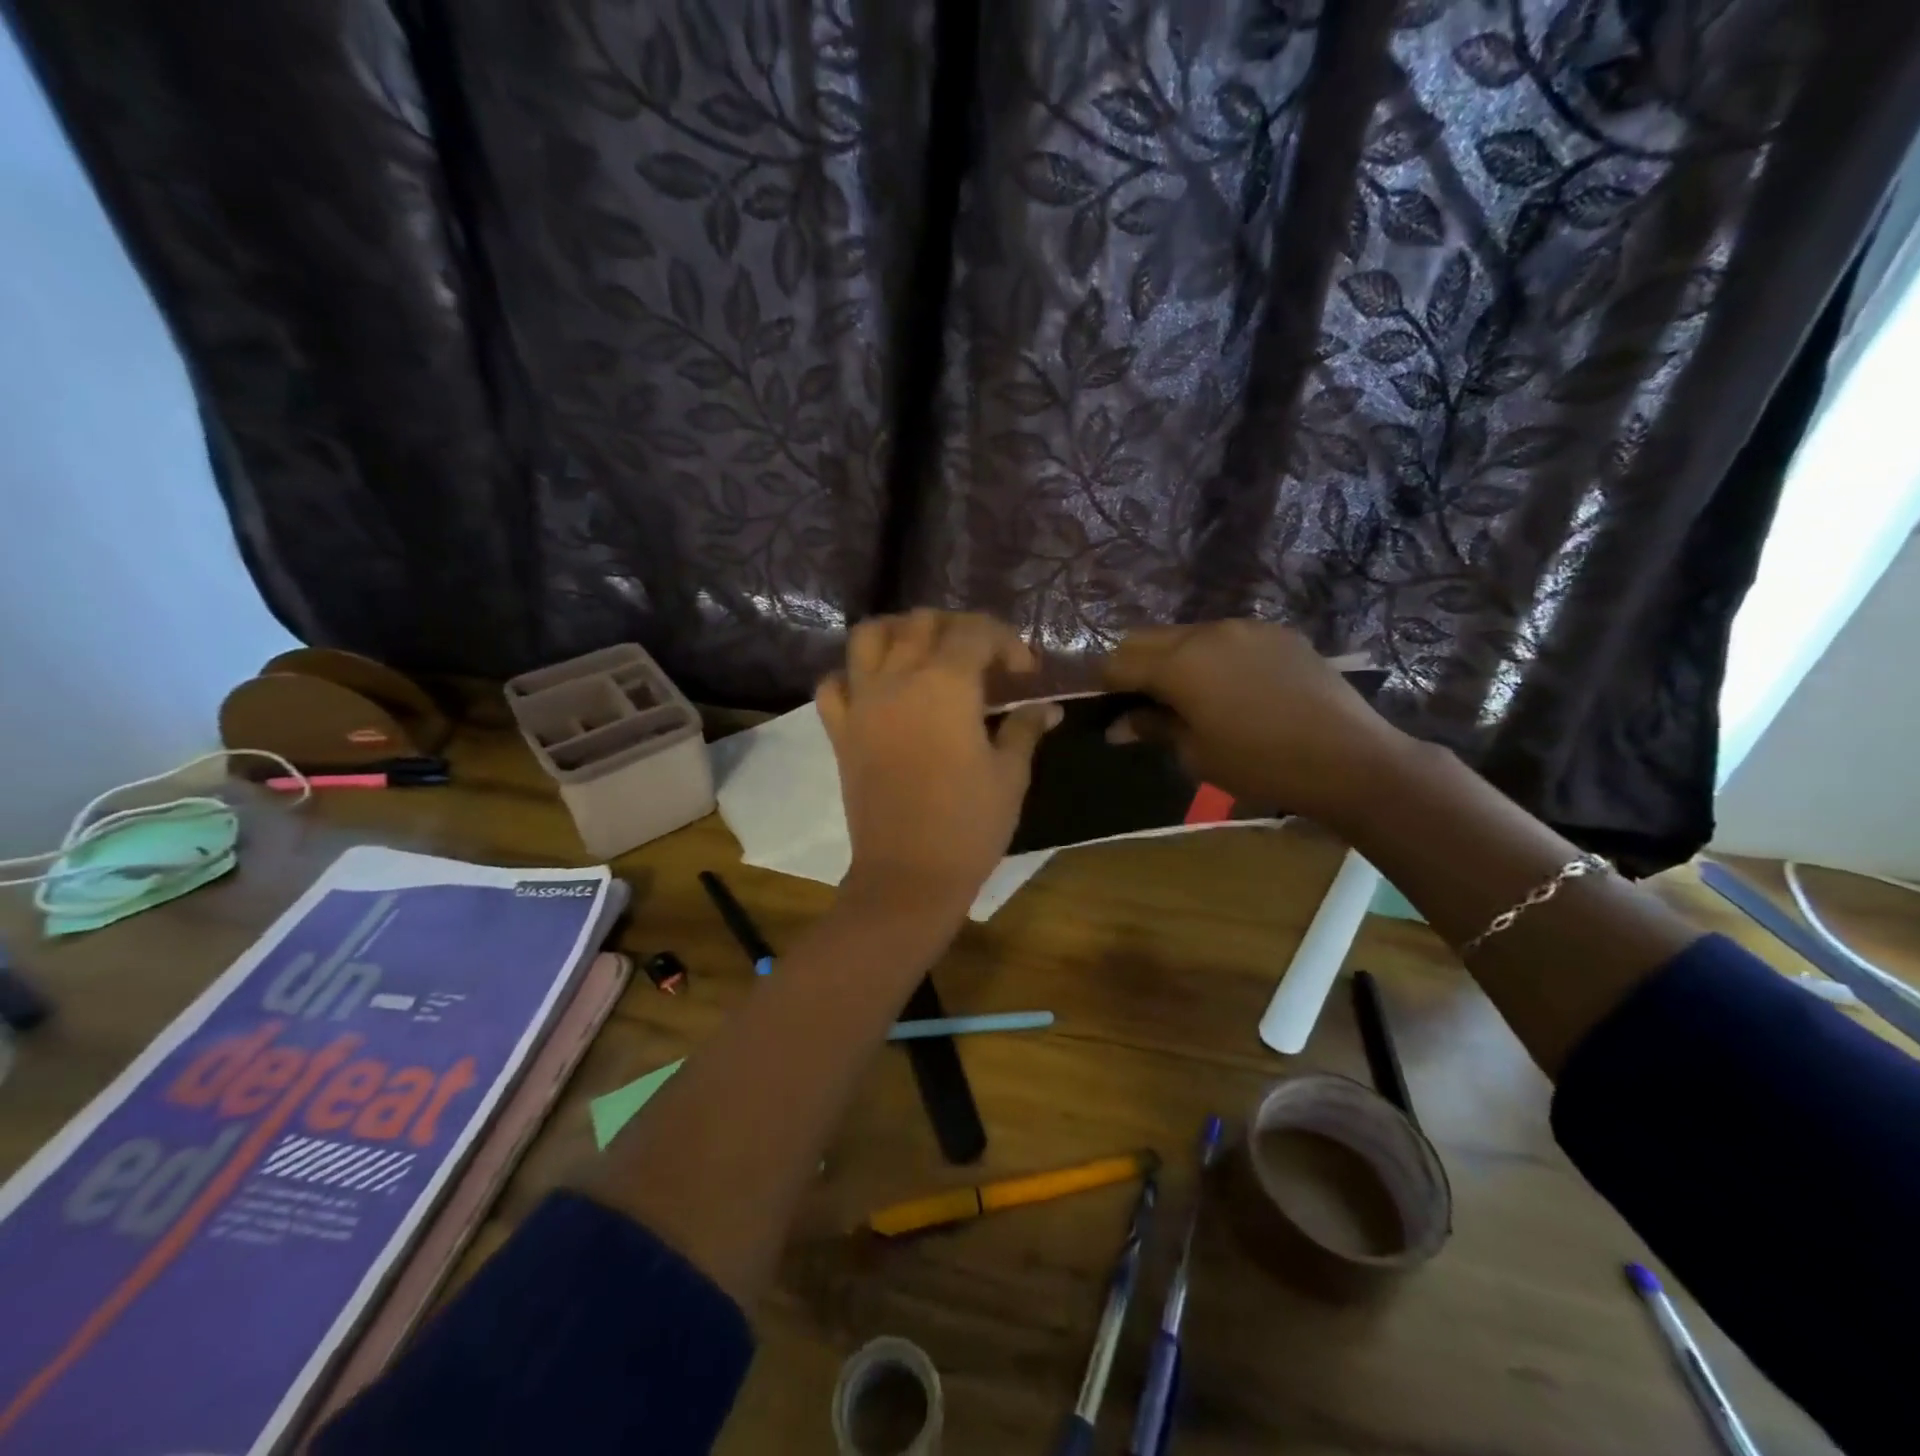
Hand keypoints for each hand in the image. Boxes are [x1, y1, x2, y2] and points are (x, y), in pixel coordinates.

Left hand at [817, 611, 1059, 915]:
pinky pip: (834, 684)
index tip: (1025, 673)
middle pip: (922, 622)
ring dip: (900, 632)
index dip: (1006, 642)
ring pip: (869, 636)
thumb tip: (1046, 707)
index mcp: (945, 685)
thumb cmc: (969, 826)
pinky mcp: (840, 732)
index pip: (975, 632)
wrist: (908, 876)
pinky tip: (877, 689)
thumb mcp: (1010, 775)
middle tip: (982, 660)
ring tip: (925, 653)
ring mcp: (862, 703)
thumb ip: (1025, 729)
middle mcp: (897, 680)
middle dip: (958, 629)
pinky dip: (853, 675)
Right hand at [1105, 620, 1408, 822]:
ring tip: (1191, 694)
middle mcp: (1207, 632)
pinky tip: (1236, 688)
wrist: (1349, 758)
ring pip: (1188, 634)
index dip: (1105, 685)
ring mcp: (1246, 628)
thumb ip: (1153, 728)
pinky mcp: (1278, 633)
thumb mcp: (1197, 754)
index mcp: (1179, 663)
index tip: (1109, 708)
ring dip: (1174, 657)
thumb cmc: (1260, 764)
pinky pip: (1228, 638)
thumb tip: (1118, 725)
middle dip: (1134, 664)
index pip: (1119, 661)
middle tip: (1142, 701)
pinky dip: (1214, 656)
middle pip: (1147, 637)